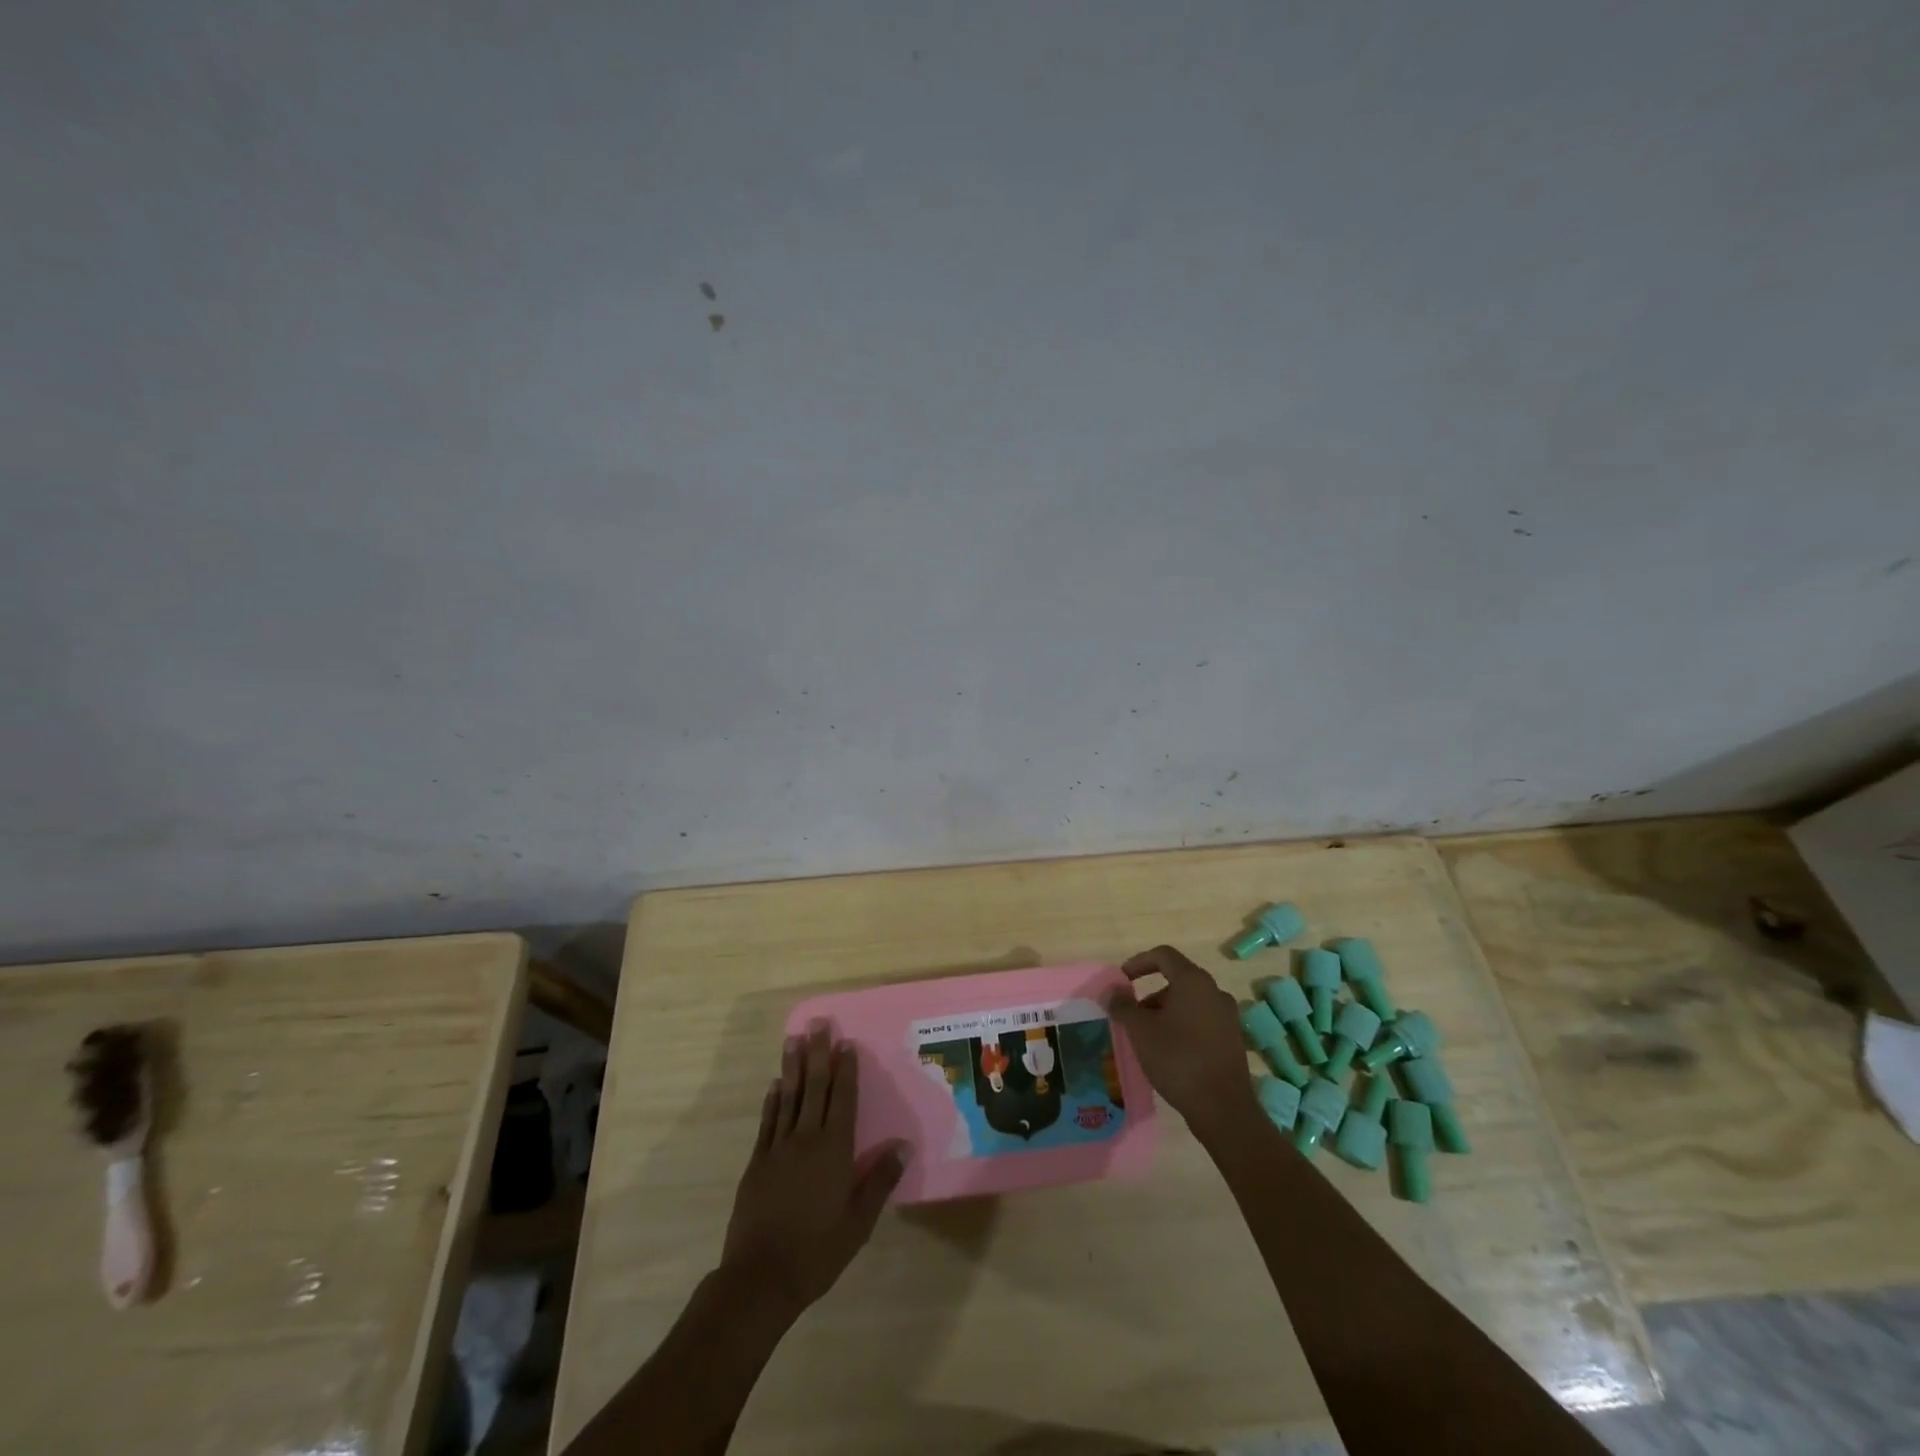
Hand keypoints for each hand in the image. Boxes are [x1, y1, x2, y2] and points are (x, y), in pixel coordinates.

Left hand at [720, 1025, 906, 1315]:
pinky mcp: (757, 1163)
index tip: (846, 1042)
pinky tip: (775, 1084)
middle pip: (814, 1088)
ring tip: (794, 1039)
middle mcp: (806, 1140)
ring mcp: (778, 1149)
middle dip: (818, 1054)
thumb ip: (880, 1180)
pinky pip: (768, 1122)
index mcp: (834, 1151)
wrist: (760, 1279)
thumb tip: (904, 1144)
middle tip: (818, 1024)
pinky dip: (773, 1101)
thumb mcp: (858, 1222)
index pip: (843, 1100)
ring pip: (789, 1098)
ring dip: (793, 1067)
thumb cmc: (817, 1251)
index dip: (846, 1070)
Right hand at [1105, 945, 1259, 1140]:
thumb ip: (1123, 1006)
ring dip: (1165, 1012)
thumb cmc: (1177, 1059)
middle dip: (1150, 994)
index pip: (1163, 955)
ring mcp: (1228, 1016)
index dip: (1138, 962)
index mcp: (1193, 981)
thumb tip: (1112, 991)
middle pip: (1177, 980)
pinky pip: (1201, 1021)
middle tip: (1132, 1017)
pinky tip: (1169, 1052)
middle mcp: (1215, 991)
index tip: (1122, 980)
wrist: (1223, 1108)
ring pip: (1189, 1002)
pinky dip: (1182, 1026)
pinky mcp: (1232, 1039)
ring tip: (1148, 1038)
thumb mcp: (1140, 1031)